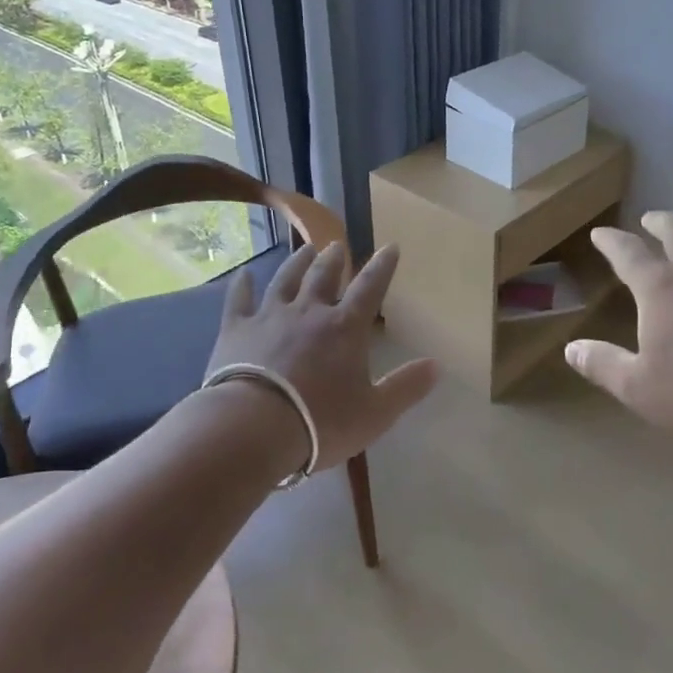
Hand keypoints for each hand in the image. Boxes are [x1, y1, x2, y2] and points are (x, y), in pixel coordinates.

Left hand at [207, 242, 437, 470]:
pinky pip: (239, 300)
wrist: (253, 426)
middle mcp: (309, 311)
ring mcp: (269, 316)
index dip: (382, 266)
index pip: (370, 288)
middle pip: (324, 276)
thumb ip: (406, 387)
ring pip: (286, 280)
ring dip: (297, 263)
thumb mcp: (375, 413)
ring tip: (305, 249)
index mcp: (345, 328)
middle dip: (334, 258)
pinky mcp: (236, 330)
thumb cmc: (320, 422)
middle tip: (337, 245)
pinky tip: (243, 274)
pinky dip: (242, 285)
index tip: (390, 247)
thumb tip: (437, 365)